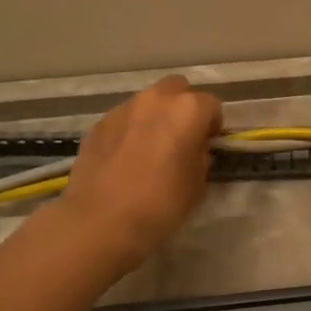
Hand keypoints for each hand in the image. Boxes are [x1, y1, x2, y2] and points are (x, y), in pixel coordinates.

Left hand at [56, 75, 221, 269]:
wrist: (100, 221)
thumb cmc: (160, 204)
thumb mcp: (198, 185)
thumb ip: (200, 157)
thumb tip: (194, 149)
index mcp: (187, 110)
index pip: (211, 105)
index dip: (212, 126)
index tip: (208, 146)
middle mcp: (155, 100)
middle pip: (177, 89)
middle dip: (183, 107)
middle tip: (182, 138)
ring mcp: (122, 110)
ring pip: (147, 102)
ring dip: (155, 117)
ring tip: (150, 149)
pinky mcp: (97, 125)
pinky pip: (123, 120)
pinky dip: (130, 131)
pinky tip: (125, 160)